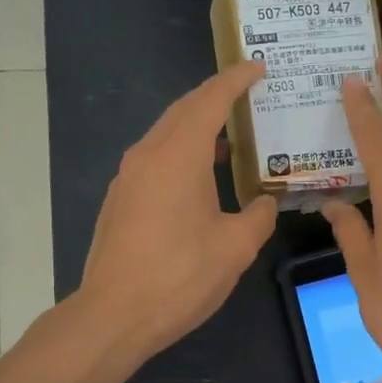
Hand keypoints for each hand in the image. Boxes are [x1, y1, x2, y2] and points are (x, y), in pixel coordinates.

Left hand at [77, 64, 277, 362]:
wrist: (114, 315)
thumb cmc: (179, 277)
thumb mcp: (235, 248)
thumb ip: (259, 216)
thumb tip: (266, 202)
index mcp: (178, 156)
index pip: (210, 101)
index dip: (235, 81)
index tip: (258, 67)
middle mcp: (147, 155)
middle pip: (183, 111)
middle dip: (215, 98)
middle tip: (249, 96)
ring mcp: (127, 177)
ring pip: (166, 135)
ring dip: (198, 129)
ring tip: (232, 138)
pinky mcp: (120, 200)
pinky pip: (155, 160)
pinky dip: (182, 153)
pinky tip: (201, 178)